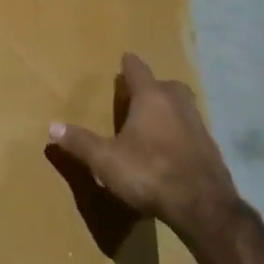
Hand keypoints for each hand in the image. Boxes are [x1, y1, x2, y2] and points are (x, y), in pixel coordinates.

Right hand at [49, 53, 241, 237]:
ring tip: (151, 121)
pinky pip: (191, 130)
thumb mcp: (105, 160)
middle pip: (166, 85)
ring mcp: (198, 126)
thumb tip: (53, 126)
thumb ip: (80, 142)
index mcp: (151, 99)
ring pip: (182, 107)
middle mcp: (178, 105)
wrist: (202, 206)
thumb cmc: (149, 173)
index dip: (129, 65)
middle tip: (137, 94)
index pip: (139, 71)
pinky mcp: (210, 148)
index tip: (125, 57)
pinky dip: (179, 131)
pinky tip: (168, 148)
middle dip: (152, 87)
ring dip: (168, 109)